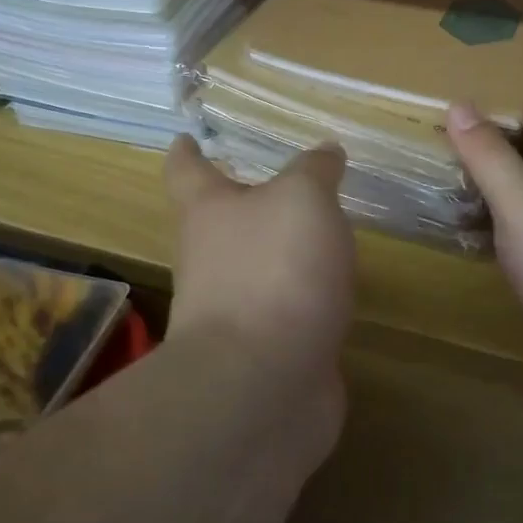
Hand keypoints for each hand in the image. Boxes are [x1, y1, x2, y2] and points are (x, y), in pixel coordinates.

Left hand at [163, 134, 356, 387]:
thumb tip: (325, 152)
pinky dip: (307, 299)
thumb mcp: (304, 198)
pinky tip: (336, 292)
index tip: (186, 138)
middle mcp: (211, 260)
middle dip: (245, 204)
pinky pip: (287, 313)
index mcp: (208, 213)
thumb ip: (315, 171)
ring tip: (320, 235)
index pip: (187, 171)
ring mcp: (235, 312)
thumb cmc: (274, 269)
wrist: (263, 383)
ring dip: (280, 253)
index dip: (187, 152)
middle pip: (220, 223)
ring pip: (256, 269)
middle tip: (282, 186)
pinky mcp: (265, 353)